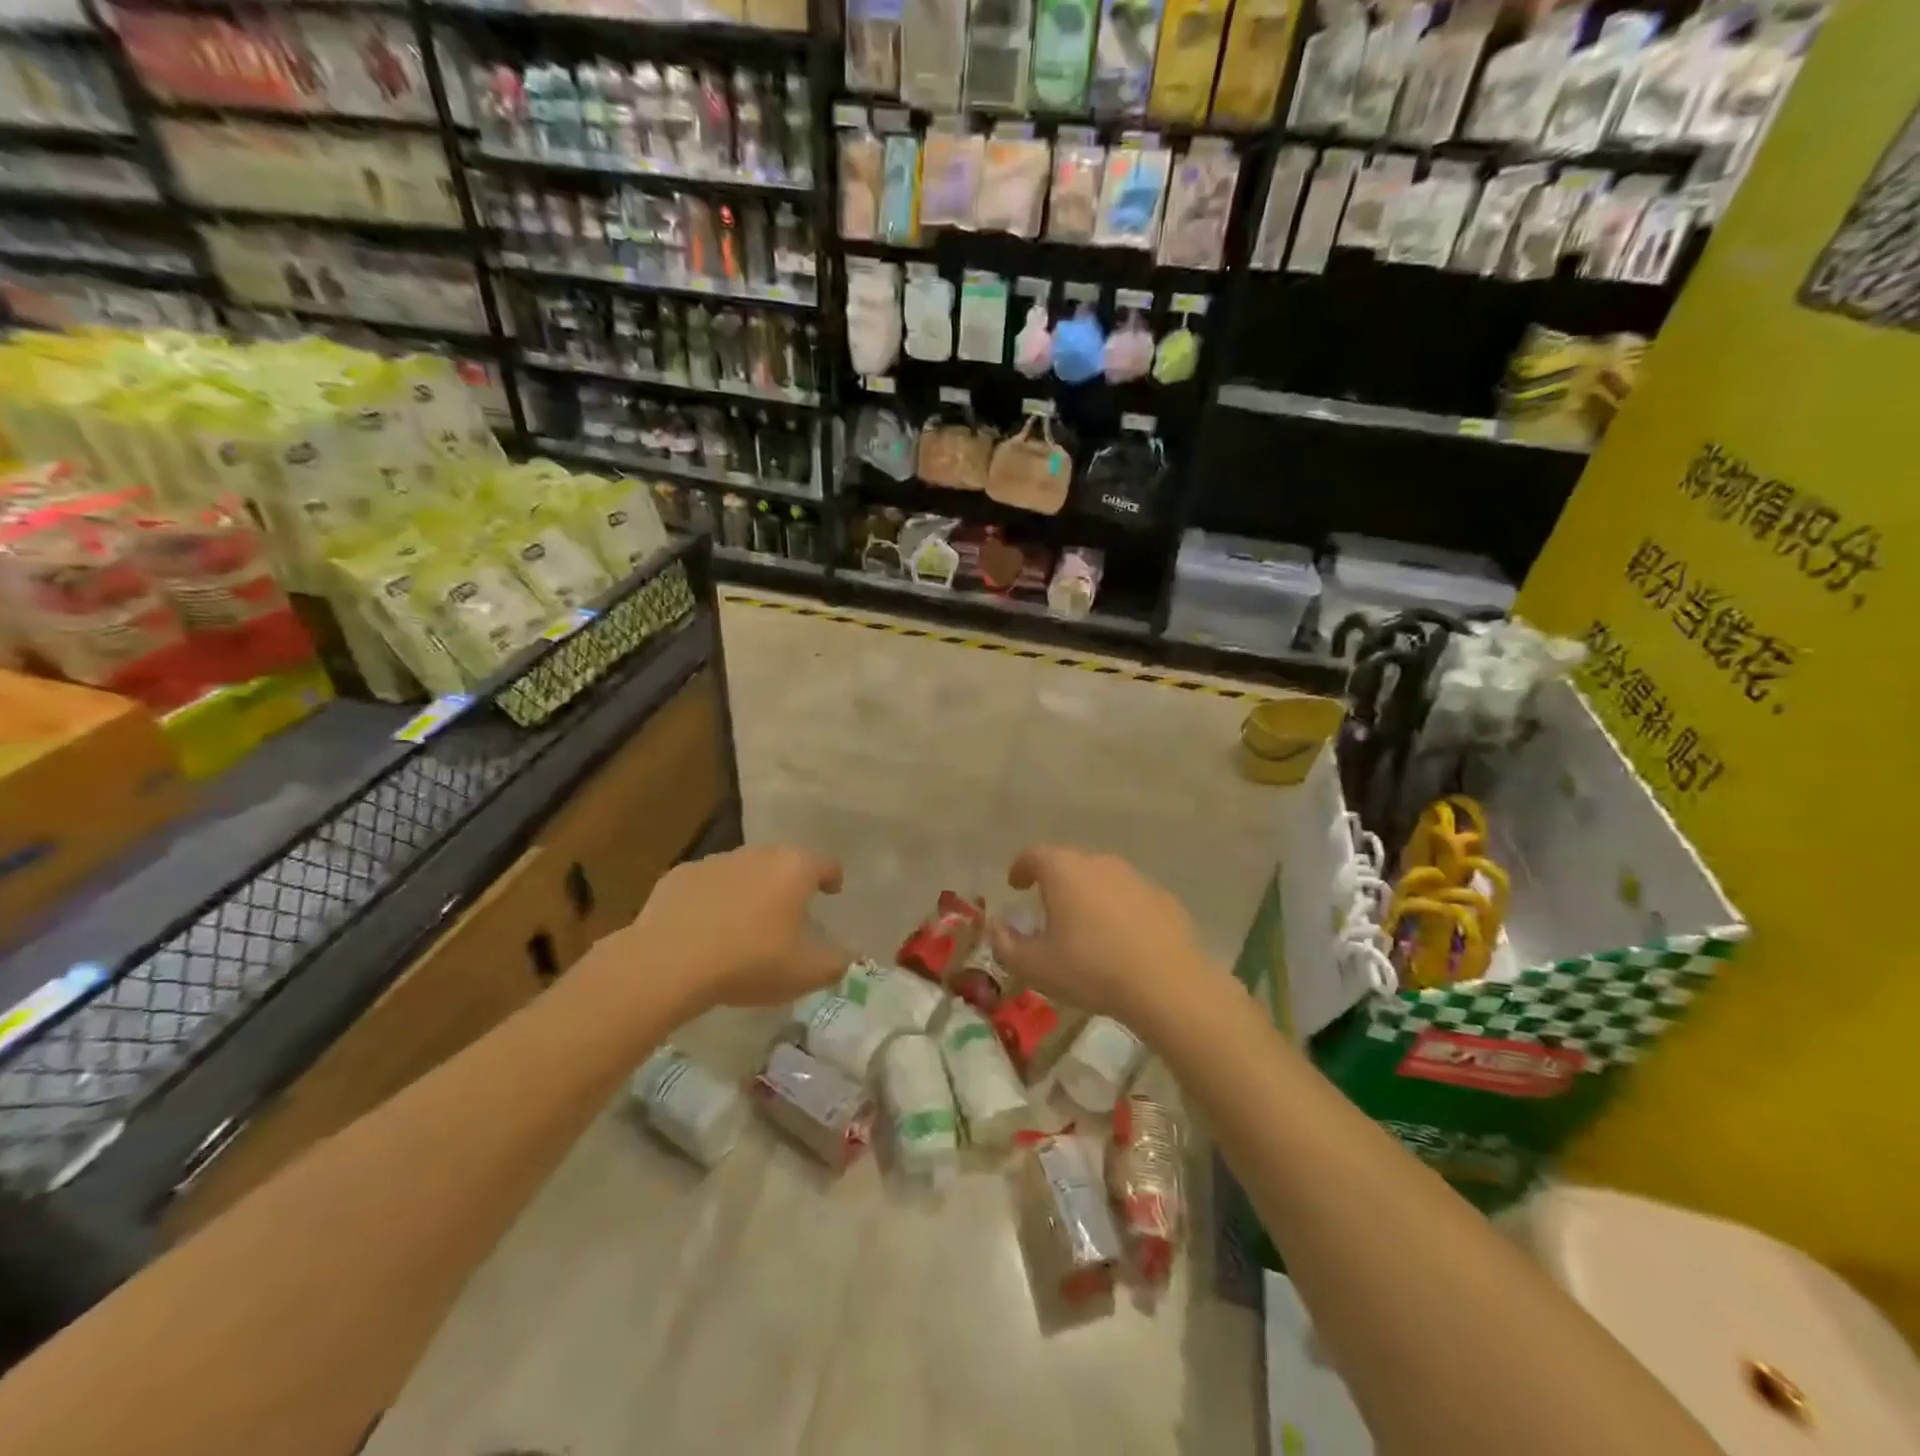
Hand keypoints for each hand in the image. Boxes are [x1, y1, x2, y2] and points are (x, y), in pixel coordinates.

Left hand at [617, 845, 845, 1014]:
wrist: (668, 963)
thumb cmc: (748, 962)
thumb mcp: (804, 973)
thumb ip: (835, 964)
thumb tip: (848, 958)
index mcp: (794, 869)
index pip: (825, 864)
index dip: (832, 877)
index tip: (832, 891)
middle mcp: (758, 855)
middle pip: (783, 861)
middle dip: (789, 882)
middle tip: (790, 910)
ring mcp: (716, 861)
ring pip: (743, 870)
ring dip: (750, 889)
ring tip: (746, 922)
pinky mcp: (680, 875)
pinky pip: (707, 884)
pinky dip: (713, 898)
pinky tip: (706, 928)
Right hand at [988, 845, 1208, 1028]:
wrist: (1167, 984)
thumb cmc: (1091, 969)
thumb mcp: (1036, 967)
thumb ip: (1006, 945)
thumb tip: (997, 928)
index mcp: (1064, 871)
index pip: (1034, 855)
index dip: (1021, 867)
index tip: (1016, 885)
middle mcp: (1100, 863)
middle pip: (1070, 863)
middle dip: (1055, 882)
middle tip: (1048, 911)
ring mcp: (1136, 878)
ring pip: (1102, 879)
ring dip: (1089, 896)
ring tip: (1085, 929)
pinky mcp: (1163, 898)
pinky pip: (1130, 898)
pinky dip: (1119, 911)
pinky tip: (1121, 941)